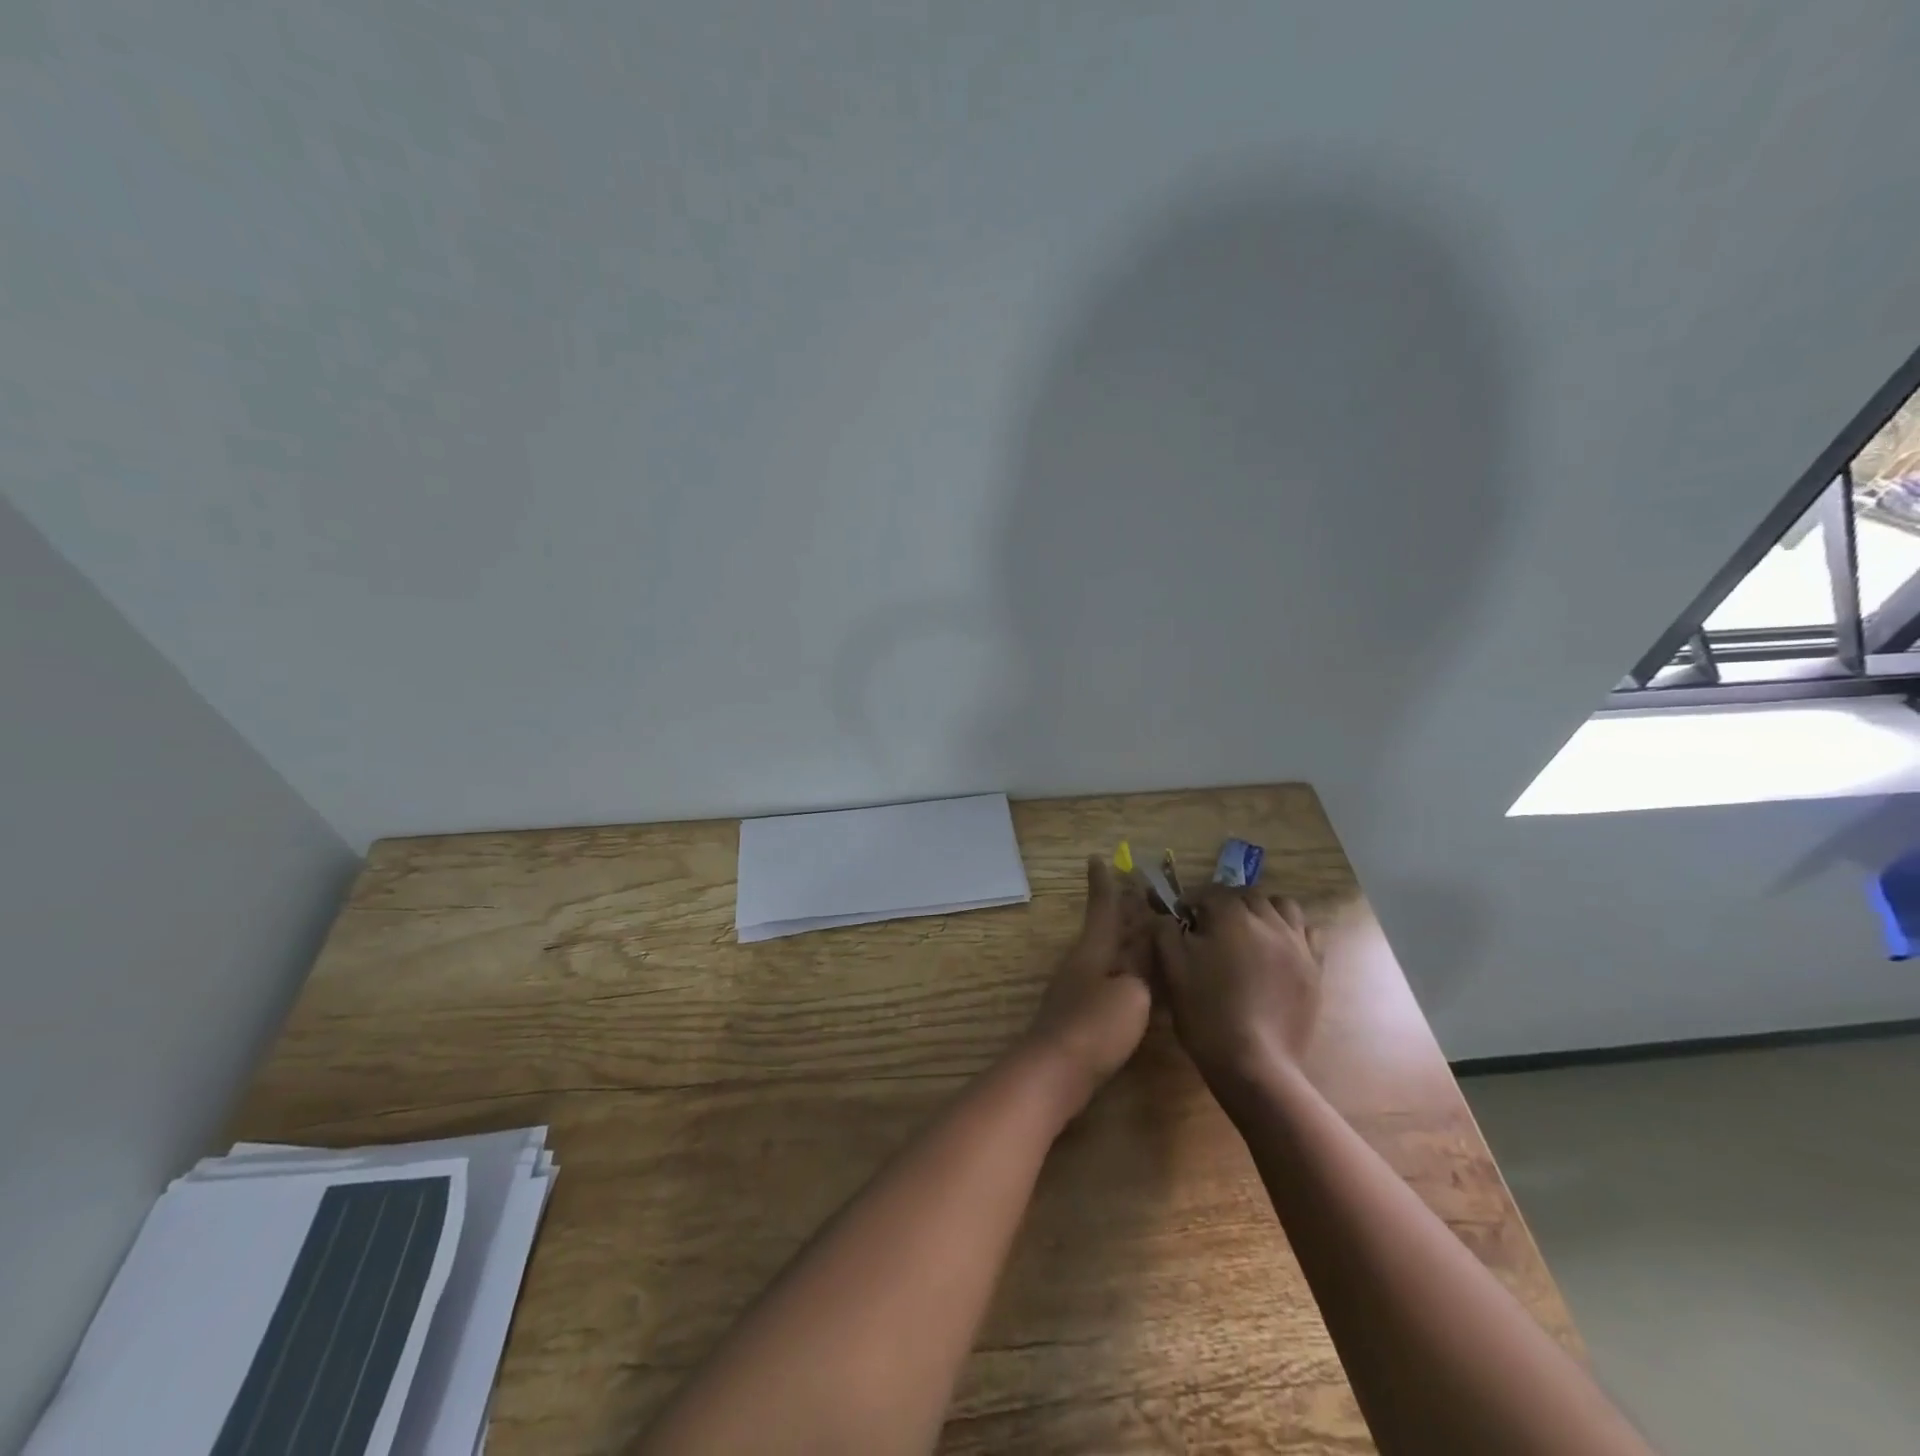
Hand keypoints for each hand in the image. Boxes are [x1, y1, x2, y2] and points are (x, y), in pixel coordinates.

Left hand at [1022, 857, 1153, 1113]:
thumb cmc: (1096, 1026)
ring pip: (1110, 954)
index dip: (1104, 884)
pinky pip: (1111, 979)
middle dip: (1123, 910)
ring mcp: (1081, 989)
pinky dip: (1128, 970)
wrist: (1056, 1072)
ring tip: (1148, 930)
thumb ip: (1142, 968)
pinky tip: (1142, 981)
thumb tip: (1146, 951)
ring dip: (1127, 940)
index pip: (1103, 908)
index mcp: (1094, 949)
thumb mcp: (1131, 993)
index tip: (1097, 857)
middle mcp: (1085, 962)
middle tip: (1139, 889)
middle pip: (1108, 929)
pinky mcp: (1084, 1015)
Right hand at [1154, 889, 1324, 1093]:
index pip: (1211, 892)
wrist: (1254, 1063)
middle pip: (1248, 895)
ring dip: (1263, 910)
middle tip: (1211, 925)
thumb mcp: (1172, 969)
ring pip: (1283, 907)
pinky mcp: (1314, 969)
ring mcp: (1297, 945)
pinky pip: (1308, 933)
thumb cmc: (1206, 1012)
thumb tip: (1168, 916)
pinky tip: (1277, 949)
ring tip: (1249, 931)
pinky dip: (1291, 931)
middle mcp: (1269, 922)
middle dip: (1227, 902)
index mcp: (1232, 917)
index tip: (1181, 915)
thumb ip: (1165, 931)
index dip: (1193, 900)